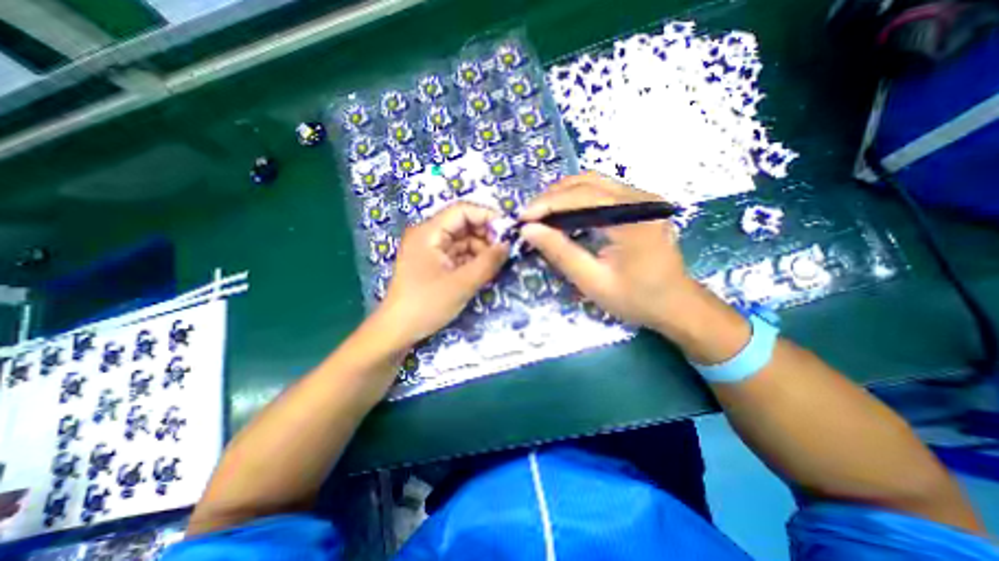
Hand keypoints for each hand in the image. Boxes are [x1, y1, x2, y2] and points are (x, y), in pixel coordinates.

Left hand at [380, 202, 510, 346]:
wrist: (398, 331)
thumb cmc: (427, 304)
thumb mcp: (462, 283)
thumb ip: (488, 262)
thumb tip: (508, 244)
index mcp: (429, 232)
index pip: (462, 211)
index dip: (486, 216)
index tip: (508, 230)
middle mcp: (428, 236)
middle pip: (463, 225)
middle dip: (485, 235)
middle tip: (505, 250)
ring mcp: (430, 250)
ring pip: (462, 241)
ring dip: (480, 249)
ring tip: (496, 264)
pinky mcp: (433, 264)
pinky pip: (457, 254)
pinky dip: (472, 260)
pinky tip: (484, 270)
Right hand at [524, 173, 701, 331]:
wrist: (676, 304)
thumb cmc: (636, 299)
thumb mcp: (593, 282)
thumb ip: (560, 253)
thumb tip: (529, 230)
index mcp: (633, 219)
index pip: (581, 197)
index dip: (547, 204)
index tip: (522, 218)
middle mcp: (641, 199)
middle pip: (587, 182)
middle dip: (553, 197)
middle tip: (530, 216)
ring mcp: (644, 199)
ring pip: (594, 182)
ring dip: (564, 195)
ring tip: (542, 214)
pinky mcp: (641, 204)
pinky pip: (603, 191)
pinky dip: (578, 199)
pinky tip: (565, 214)